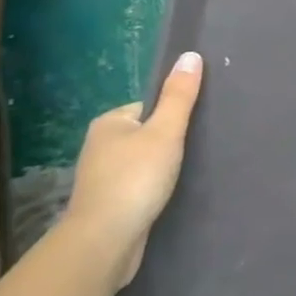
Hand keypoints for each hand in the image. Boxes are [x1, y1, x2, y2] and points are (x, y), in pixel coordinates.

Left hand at [65, 52, 203, 285]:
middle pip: (146, 134)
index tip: (194, 128)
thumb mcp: (165, 131)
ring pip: (142, 162)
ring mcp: (101, 178)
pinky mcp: (108, 204)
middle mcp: (99, 146)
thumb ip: (180, 96)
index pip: (149, 107)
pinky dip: (153, 189)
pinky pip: (138, 186)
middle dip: (168, 142)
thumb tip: (190, 54)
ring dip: (161, 168)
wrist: (105, 241)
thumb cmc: (135, 179)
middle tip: (196, 150)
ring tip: (186, 174)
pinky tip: (168, 196)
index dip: (173, 115)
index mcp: (109, 123)